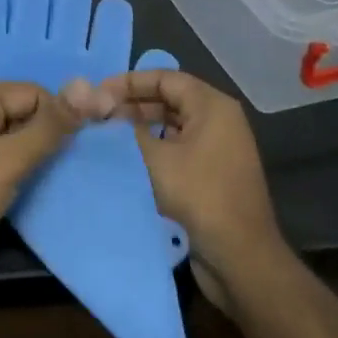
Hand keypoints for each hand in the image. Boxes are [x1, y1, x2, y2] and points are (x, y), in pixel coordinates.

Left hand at [0, 82, 79, 292]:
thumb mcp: (10, 160)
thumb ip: (49, 126)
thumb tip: (88, 86)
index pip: (33, 93)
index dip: (60, 118)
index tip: (83, 147)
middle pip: (23, 111)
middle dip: (48, 135)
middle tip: (74, 164)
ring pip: (15, 136)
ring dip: (36, 154)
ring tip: (59, 176)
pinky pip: (2, 156)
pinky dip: (20, 168)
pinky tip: (36, 186)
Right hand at [84, 69, 284, 307]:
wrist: (240, 259)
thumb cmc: (199, 197)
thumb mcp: (156, 159)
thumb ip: (126, 131)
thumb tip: (103, 115)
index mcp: (212, 106)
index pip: (165, 78)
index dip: (129, 82)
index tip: (97, 94)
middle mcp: (218, 121)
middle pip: (168, 99)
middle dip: (131, 105)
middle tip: (96, 117)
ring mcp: (217, 149)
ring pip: (171, 125)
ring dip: (139, 129)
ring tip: (105, 137)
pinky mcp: (211, 174)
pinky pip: (176, 149)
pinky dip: (152, 149)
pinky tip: (125, 160)